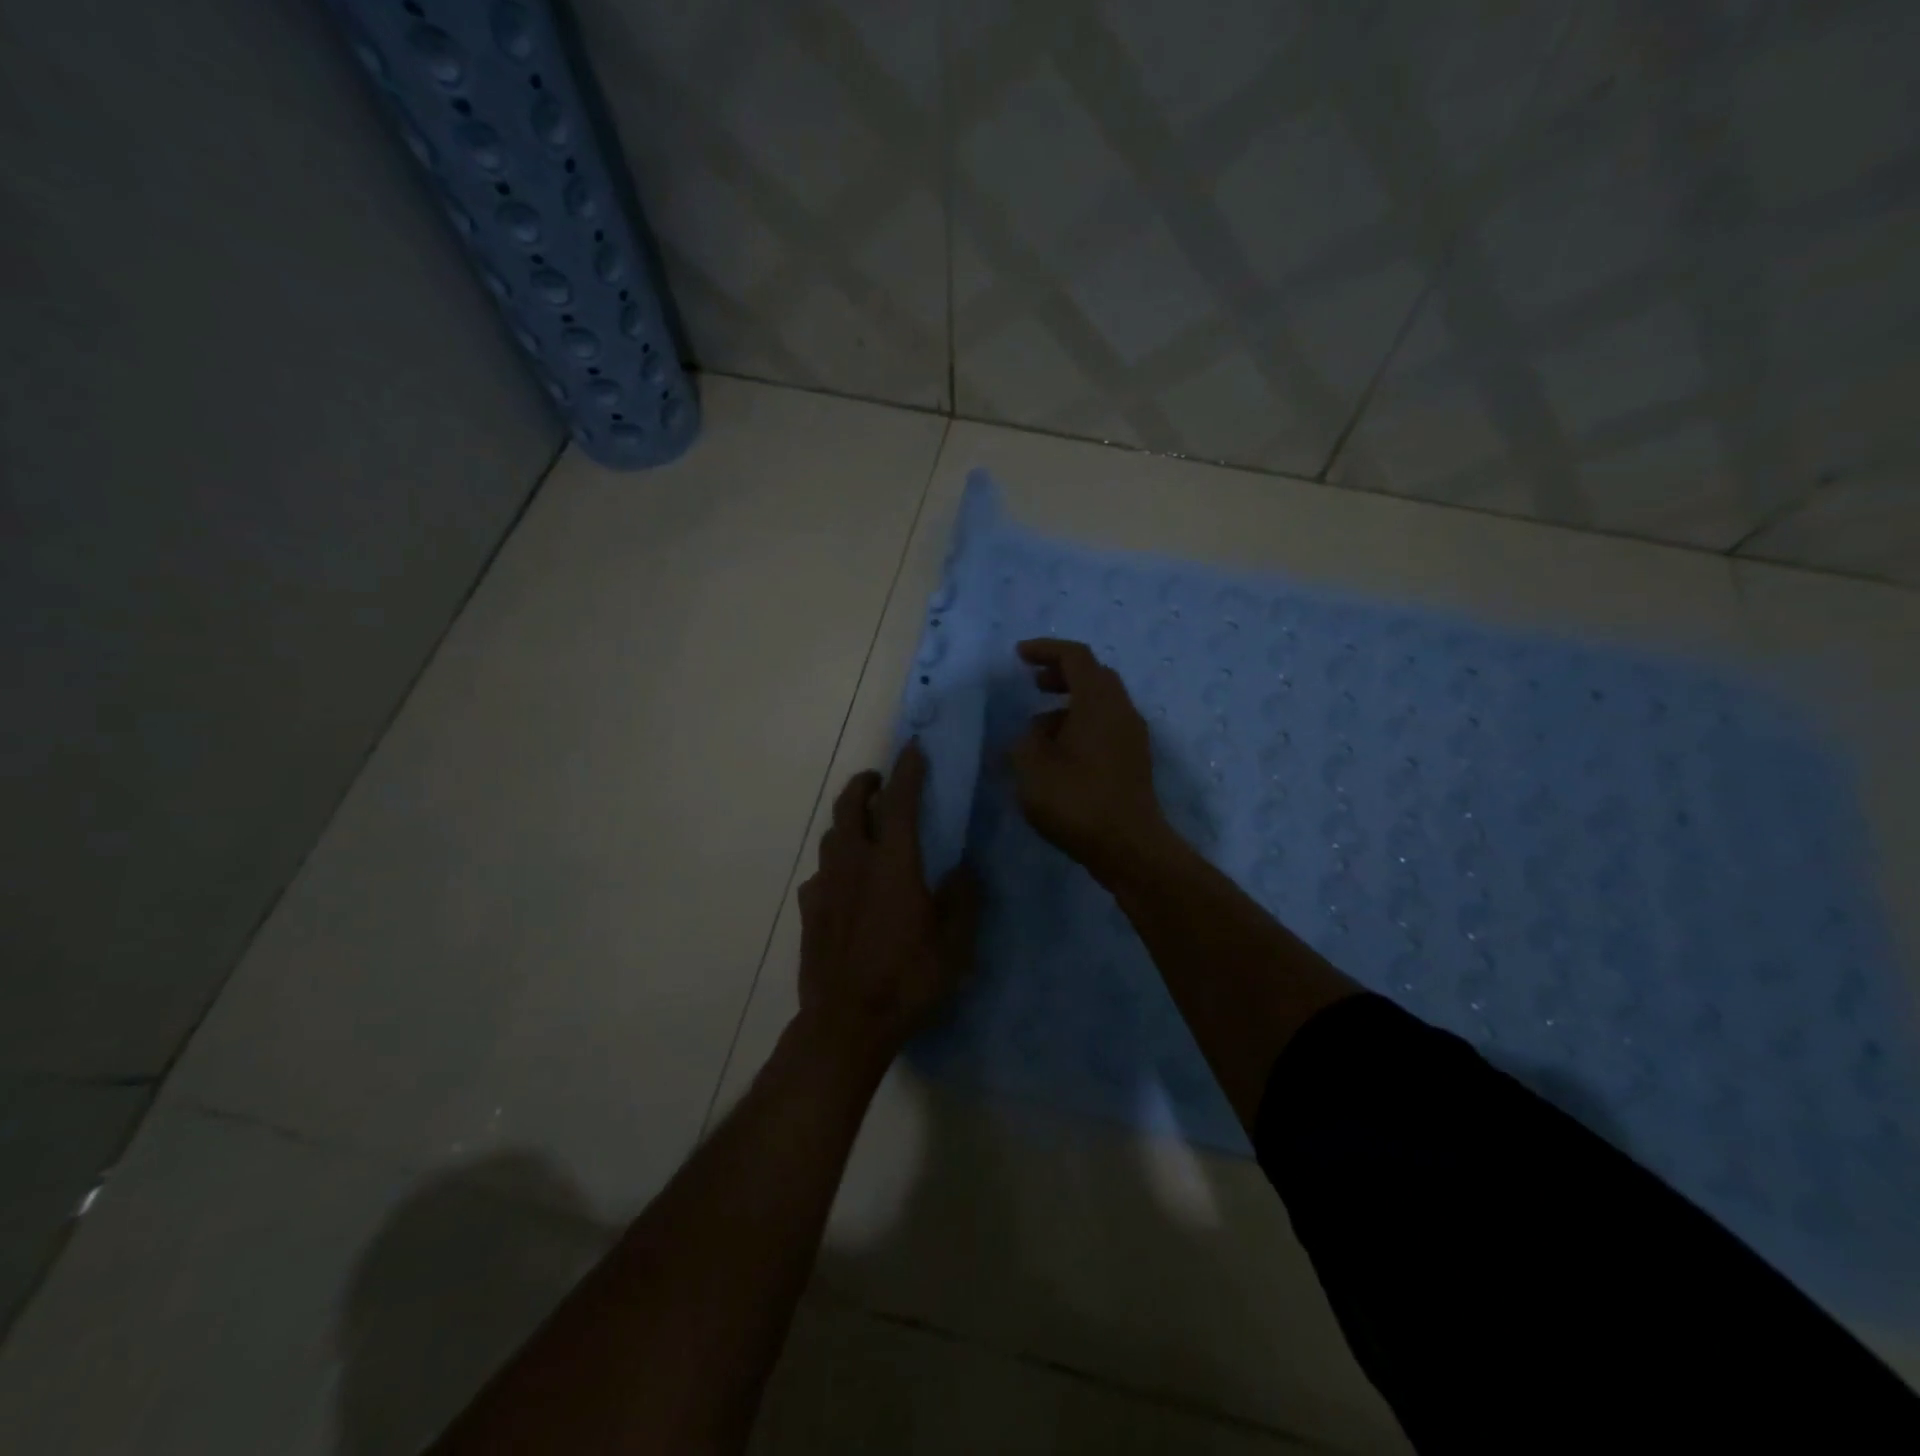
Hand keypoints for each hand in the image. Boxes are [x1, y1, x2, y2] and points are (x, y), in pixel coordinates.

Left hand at [796, 741, 980, 1059]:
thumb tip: (962, 869)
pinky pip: (821, 872)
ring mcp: (825, 885)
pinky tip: (845, 881)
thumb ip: (962, 899)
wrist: (846, 1023)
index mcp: (893, 863)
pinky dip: (835, 862)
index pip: (900, 801)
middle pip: (850, 806)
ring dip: (848, 820)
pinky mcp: (809, 910)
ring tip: (865, 826)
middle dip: (865, 784)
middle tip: (880, 780)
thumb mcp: (954, 944)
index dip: (908, 770)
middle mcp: (854, 863)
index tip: (914, 749)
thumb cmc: (907, 980)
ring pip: (831, 835)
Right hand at [1010, 638, 1173, 886]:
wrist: (1129, 847)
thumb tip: (1034, 736)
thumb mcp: (1032, 768)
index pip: (1075, 657)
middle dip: (1062, 675)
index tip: (1019, 655)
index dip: (1046, 650)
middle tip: (1034, 684)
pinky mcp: (1134, 762)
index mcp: (1099, 701)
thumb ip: (1025, 742)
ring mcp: (1132, 737)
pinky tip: (1058, 756)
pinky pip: (1105, 728)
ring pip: (1100, 705)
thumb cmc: (1077, 800)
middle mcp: (1122, 711)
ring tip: (1037, 730)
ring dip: (1069, 706)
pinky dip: (1080, 727)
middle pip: (1094, 676)